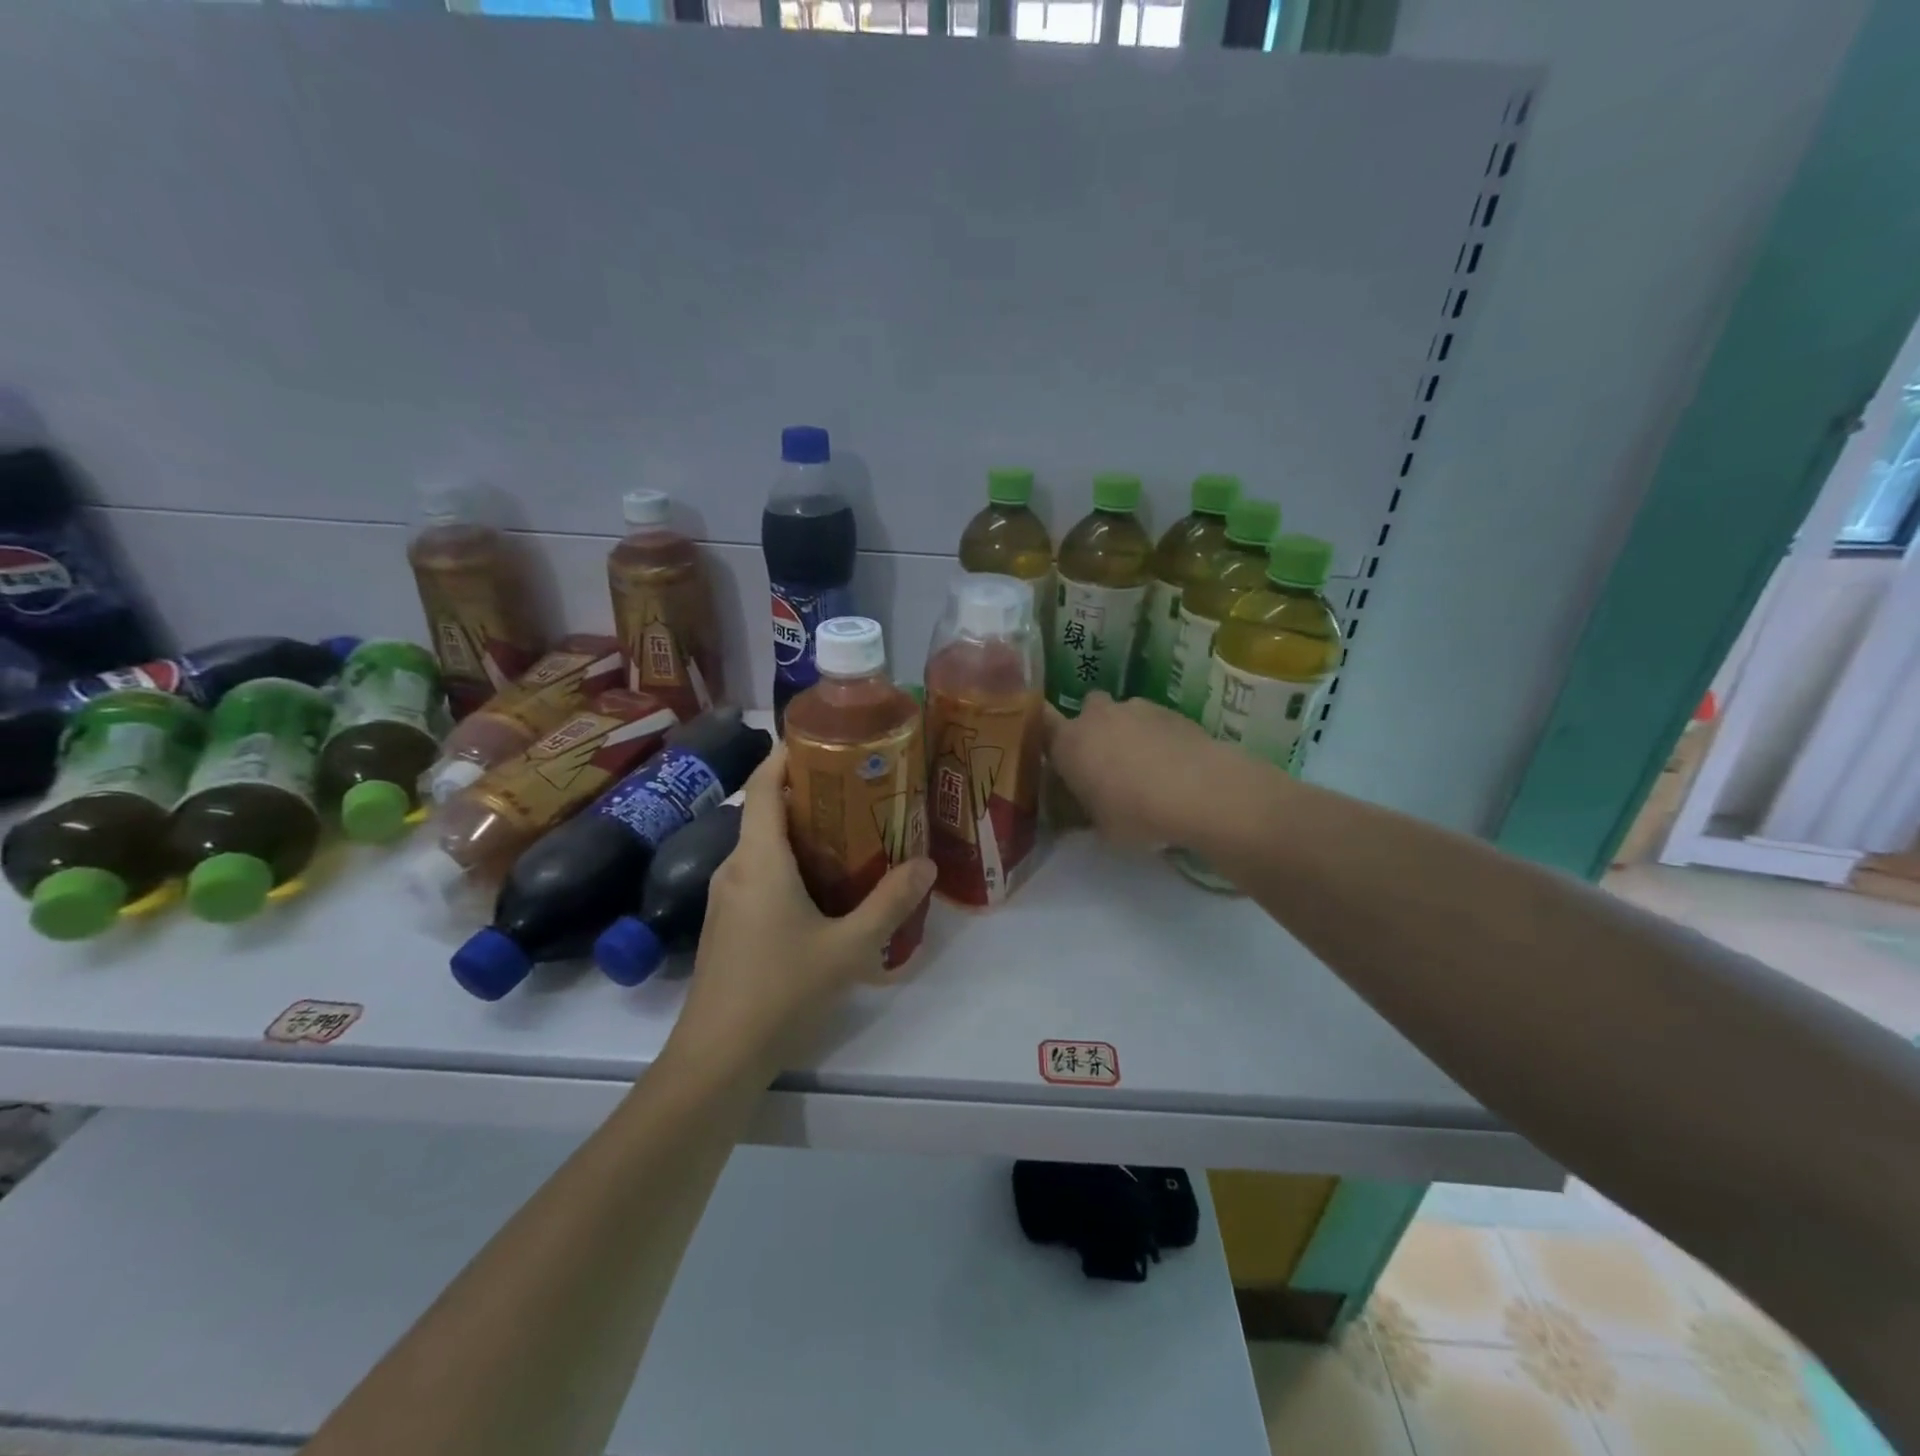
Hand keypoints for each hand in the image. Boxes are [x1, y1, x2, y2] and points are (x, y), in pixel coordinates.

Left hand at [668, 743, 935, 1075]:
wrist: (717, 1058)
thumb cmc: (781, 991)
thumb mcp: (848, 948)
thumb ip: (890, 903)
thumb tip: (926, 864)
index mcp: (759, 859)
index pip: (764, 784)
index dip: (787, 754)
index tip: (826, 739)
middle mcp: (735, 867)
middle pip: (765, 811)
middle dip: (808, 792)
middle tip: (859, 788)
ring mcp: (725, 897)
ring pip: (762, 845)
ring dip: (800, 831)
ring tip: (851, 831)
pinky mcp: (726, 923)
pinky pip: (758, 873)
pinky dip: (788, 861)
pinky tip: (823, 885)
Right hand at [1042, 692, 1247, 848]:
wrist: (1200, 792)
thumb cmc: (1136, 815)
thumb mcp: (1101, 829)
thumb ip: (1085, 813)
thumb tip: (1082, 810)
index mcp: (1069, 743)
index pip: (1042, 725)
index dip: (1049, 738)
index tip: (1058, 756)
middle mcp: (1097, 716)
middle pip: (1087, 711)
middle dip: (1094, 730)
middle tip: (1106, 762)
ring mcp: (1136, 708)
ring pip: (1123, 714)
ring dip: (1128, 732)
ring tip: (1146, 767)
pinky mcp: (1171, 711)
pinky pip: (1154, 721)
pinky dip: (1158, 737)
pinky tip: (1173, 765)